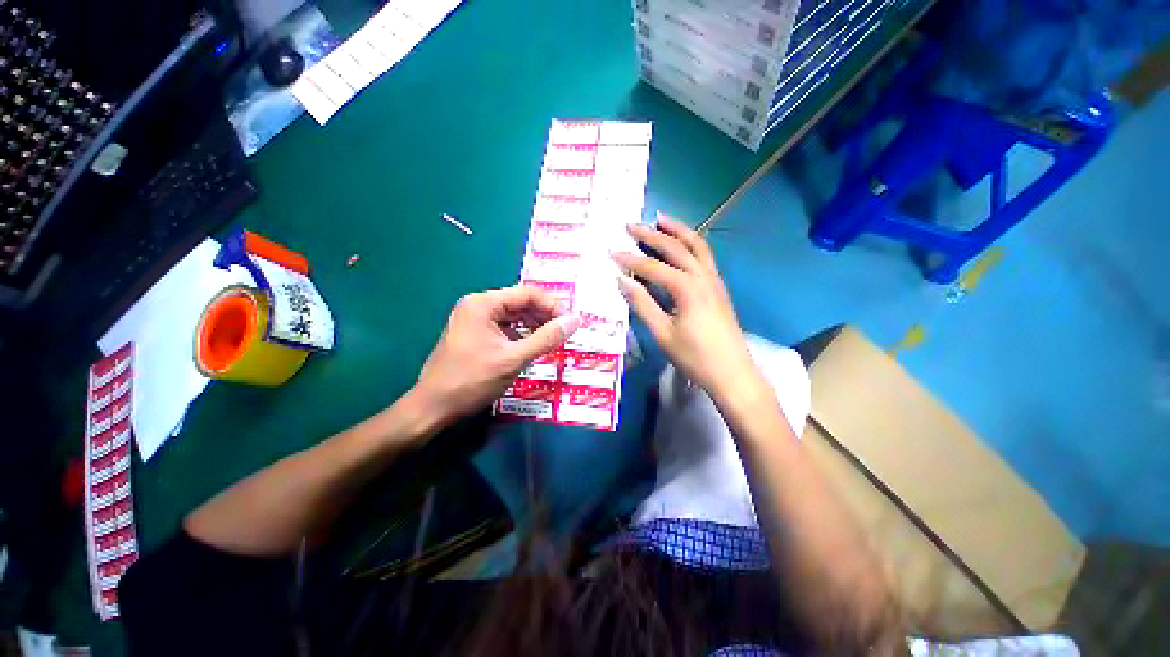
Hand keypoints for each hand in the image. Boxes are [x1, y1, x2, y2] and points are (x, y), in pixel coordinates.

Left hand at [412, 286, 580, 426]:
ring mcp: (474, 320)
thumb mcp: (514, 359)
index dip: (552, 305)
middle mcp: (478, 305)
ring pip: (514, 316)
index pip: (527, 294)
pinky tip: (535, 344)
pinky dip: (522, 334)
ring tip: (554, 338)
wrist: (434, 407)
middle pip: (520, 302)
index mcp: (483, 303)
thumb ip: (546, 338)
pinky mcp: (475, 334)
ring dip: (535, 325)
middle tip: (565, 330)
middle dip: (544, 315)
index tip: (570, 321)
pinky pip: (505, 327)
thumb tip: (574, 320)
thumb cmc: (472, 380)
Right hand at [613, 216, 763, 403]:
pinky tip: (681, 244)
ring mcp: (714, 280)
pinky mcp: (718, 287)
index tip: (611, 252)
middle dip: (651, 234)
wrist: (732, 373)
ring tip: (660, 218)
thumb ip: (642, 304)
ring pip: (696, 245)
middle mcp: (702, 276)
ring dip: (677, 230)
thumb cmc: (694, 356)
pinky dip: (691, 243)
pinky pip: (704, 256)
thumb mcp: (662, 333)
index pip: (652, 267)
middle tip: (631, 224)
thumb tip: (622, 280)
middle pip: (675, 247)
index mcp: (686, 288)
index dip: (630, 259)